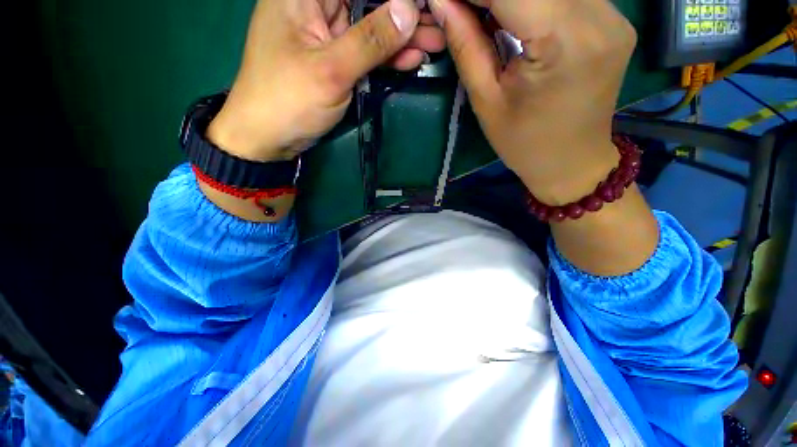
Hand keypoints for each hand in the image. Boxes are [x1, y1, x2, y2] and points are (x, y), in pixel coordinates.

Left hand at [208, 0, 445, 161]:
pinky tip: (411, 58)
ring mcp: (327, 36)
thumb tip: (408, 10)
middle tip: (437, 25)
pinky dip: (387, 57)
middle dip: (403, 14)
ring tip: (434, 43)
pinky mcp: (335, 60)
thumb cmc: (289, 100)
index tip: (424, 4)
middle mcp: (316, 7)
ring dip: (402, 37)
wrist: (269, 136)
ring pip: (371, 27)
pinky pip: (365, 52)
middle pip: (367, 2)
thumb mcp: (331, 70)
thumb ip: (370, 40)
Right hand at [430, 0, 636, 204]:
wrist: (571, 162)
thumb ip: (466, 45)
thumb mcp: (486, 101)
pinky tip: (516, 13)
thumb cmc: (523, 143)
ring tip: (485, 13)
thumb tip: (441, 1)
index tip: (446, 1)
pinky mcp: (615, 20)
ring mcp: (614, 14)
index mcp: (562, 40)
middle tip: (464, 10)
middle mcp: (600, 15)